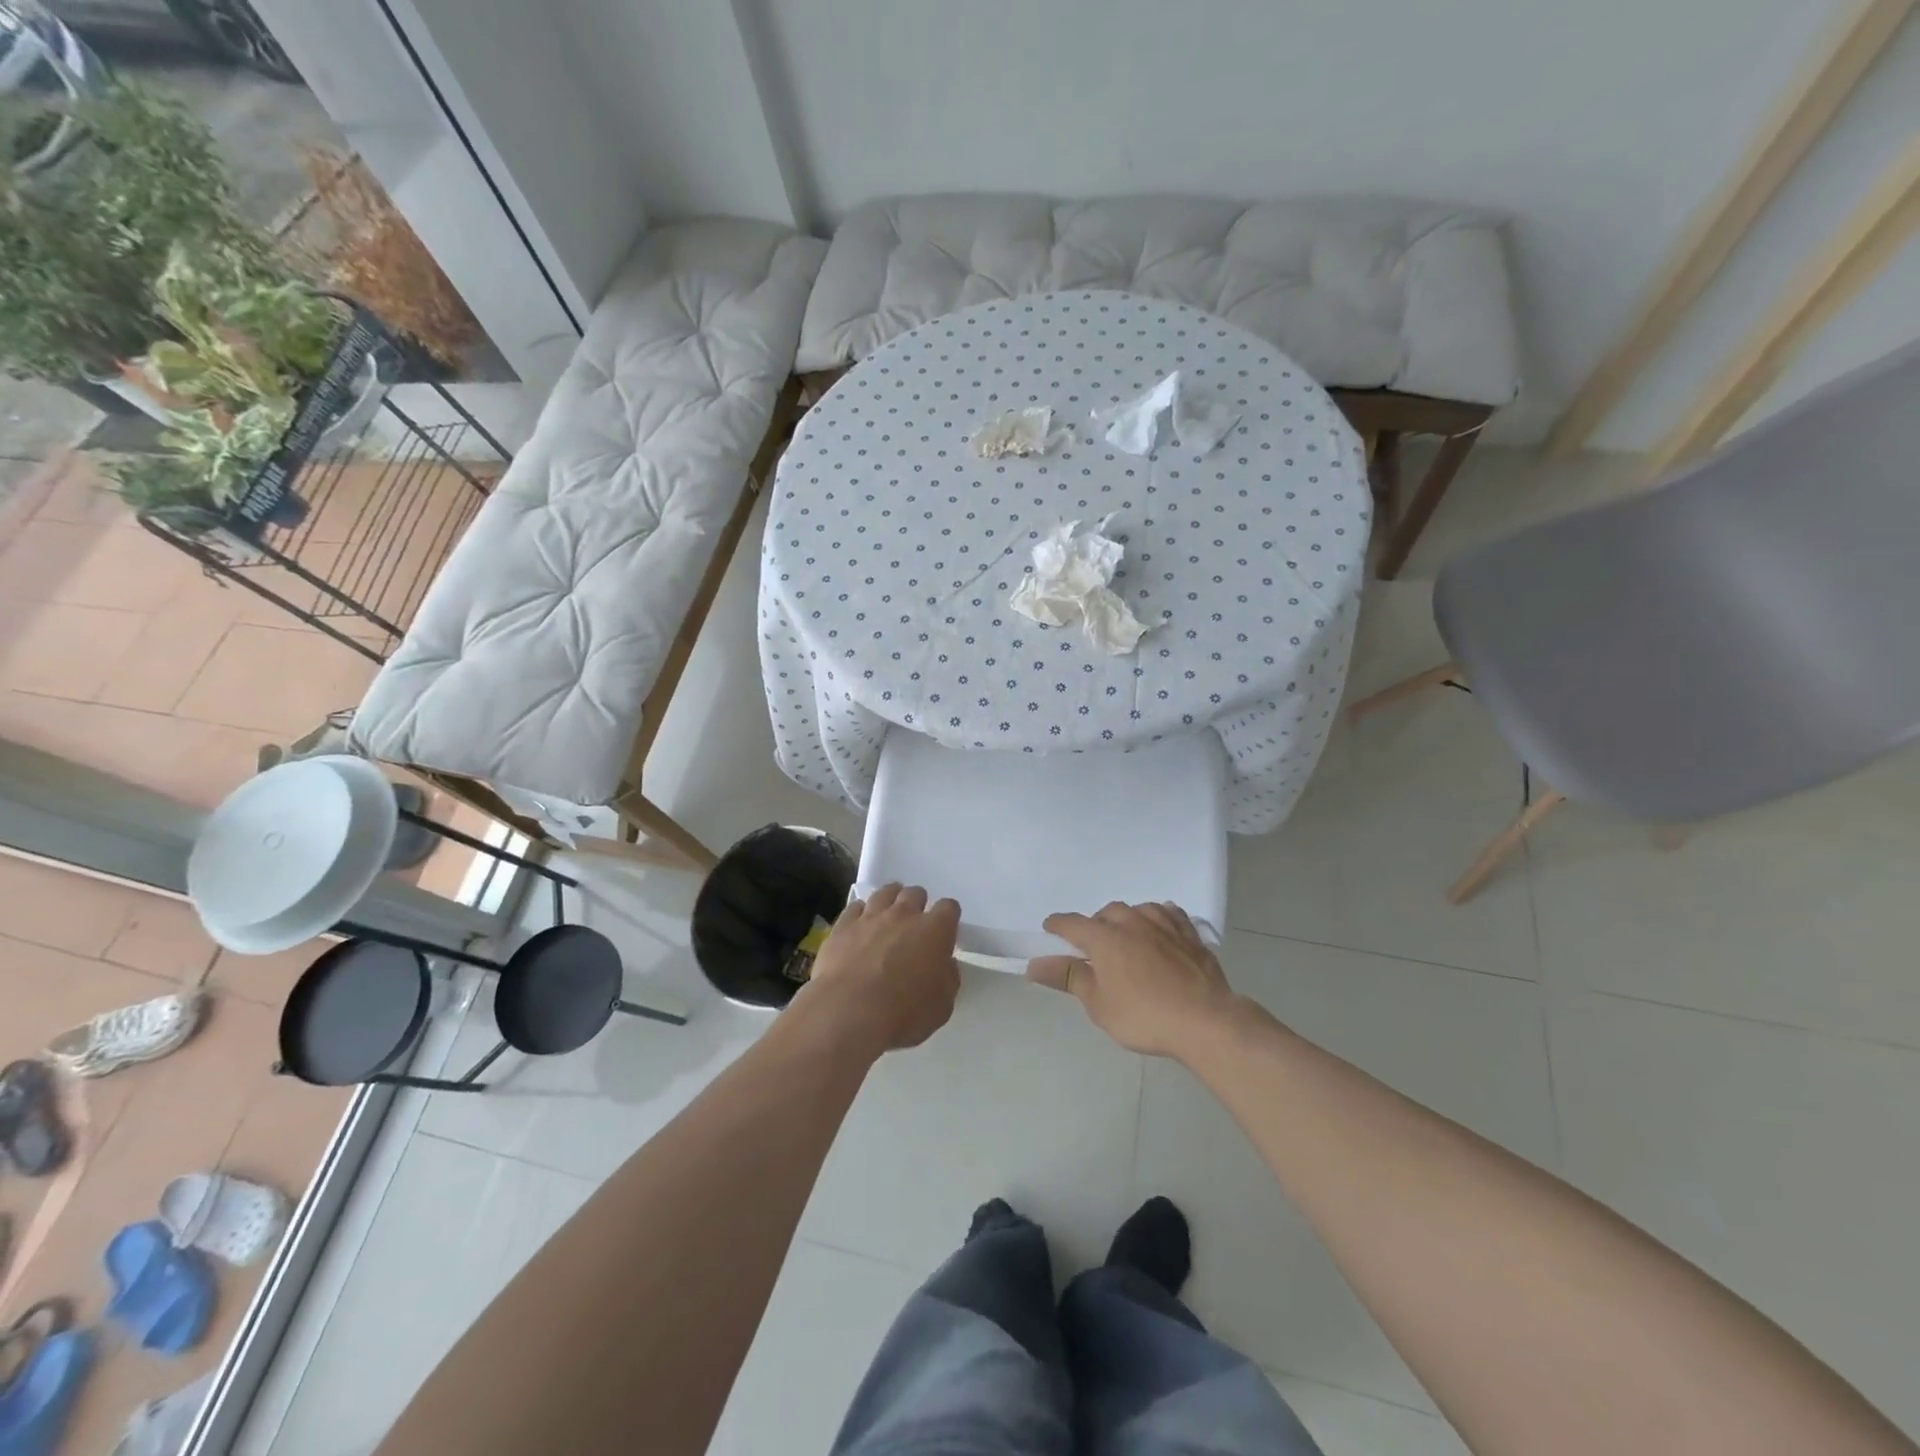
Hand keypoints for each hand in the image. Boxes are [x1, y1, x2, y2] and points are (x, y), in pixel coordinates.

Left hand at [807, 884, 960, 1052]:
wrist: (848, 1014)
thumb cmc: (903, 1014)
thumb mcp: (942, 1006)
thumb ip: (947, 978)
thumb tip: (945, 964)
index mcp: (935, 931)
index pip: (949, 908)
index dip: (947, 918)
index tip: (944, 933)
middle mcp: (904, 915)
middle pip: (915, 893)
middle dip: (918, 905)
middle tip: (914, 926)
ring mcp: (871, 917)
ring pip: (885, 893)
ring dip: (890, 901)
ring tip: (888, 916)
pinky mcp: (843, 925)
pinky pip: (855, 907)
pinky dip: (860, 914)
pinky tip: (860, 927)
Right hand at [1028, 901, 1240, 1058]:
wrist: (1204, 1020)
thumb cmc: (1144, 1015)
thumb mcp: (1098, 1004)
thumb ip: (1069, 978)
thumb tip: (1035, 965)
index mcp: (1104, 937)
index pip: (1072, 923)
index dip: (1057, 926)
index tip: (1050, 930)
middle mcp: (1131, 921)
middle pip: (1106, 913)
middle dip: (1095, 925)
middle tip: (1094, 948)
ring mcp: (1164, 924)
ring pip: (1137, 909)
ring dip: (1126, 920)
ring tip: (1126, 937)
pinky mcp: (1189, 934)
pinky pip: (1169, 914)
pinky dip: (1158, 918)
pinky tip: (1160, 929)